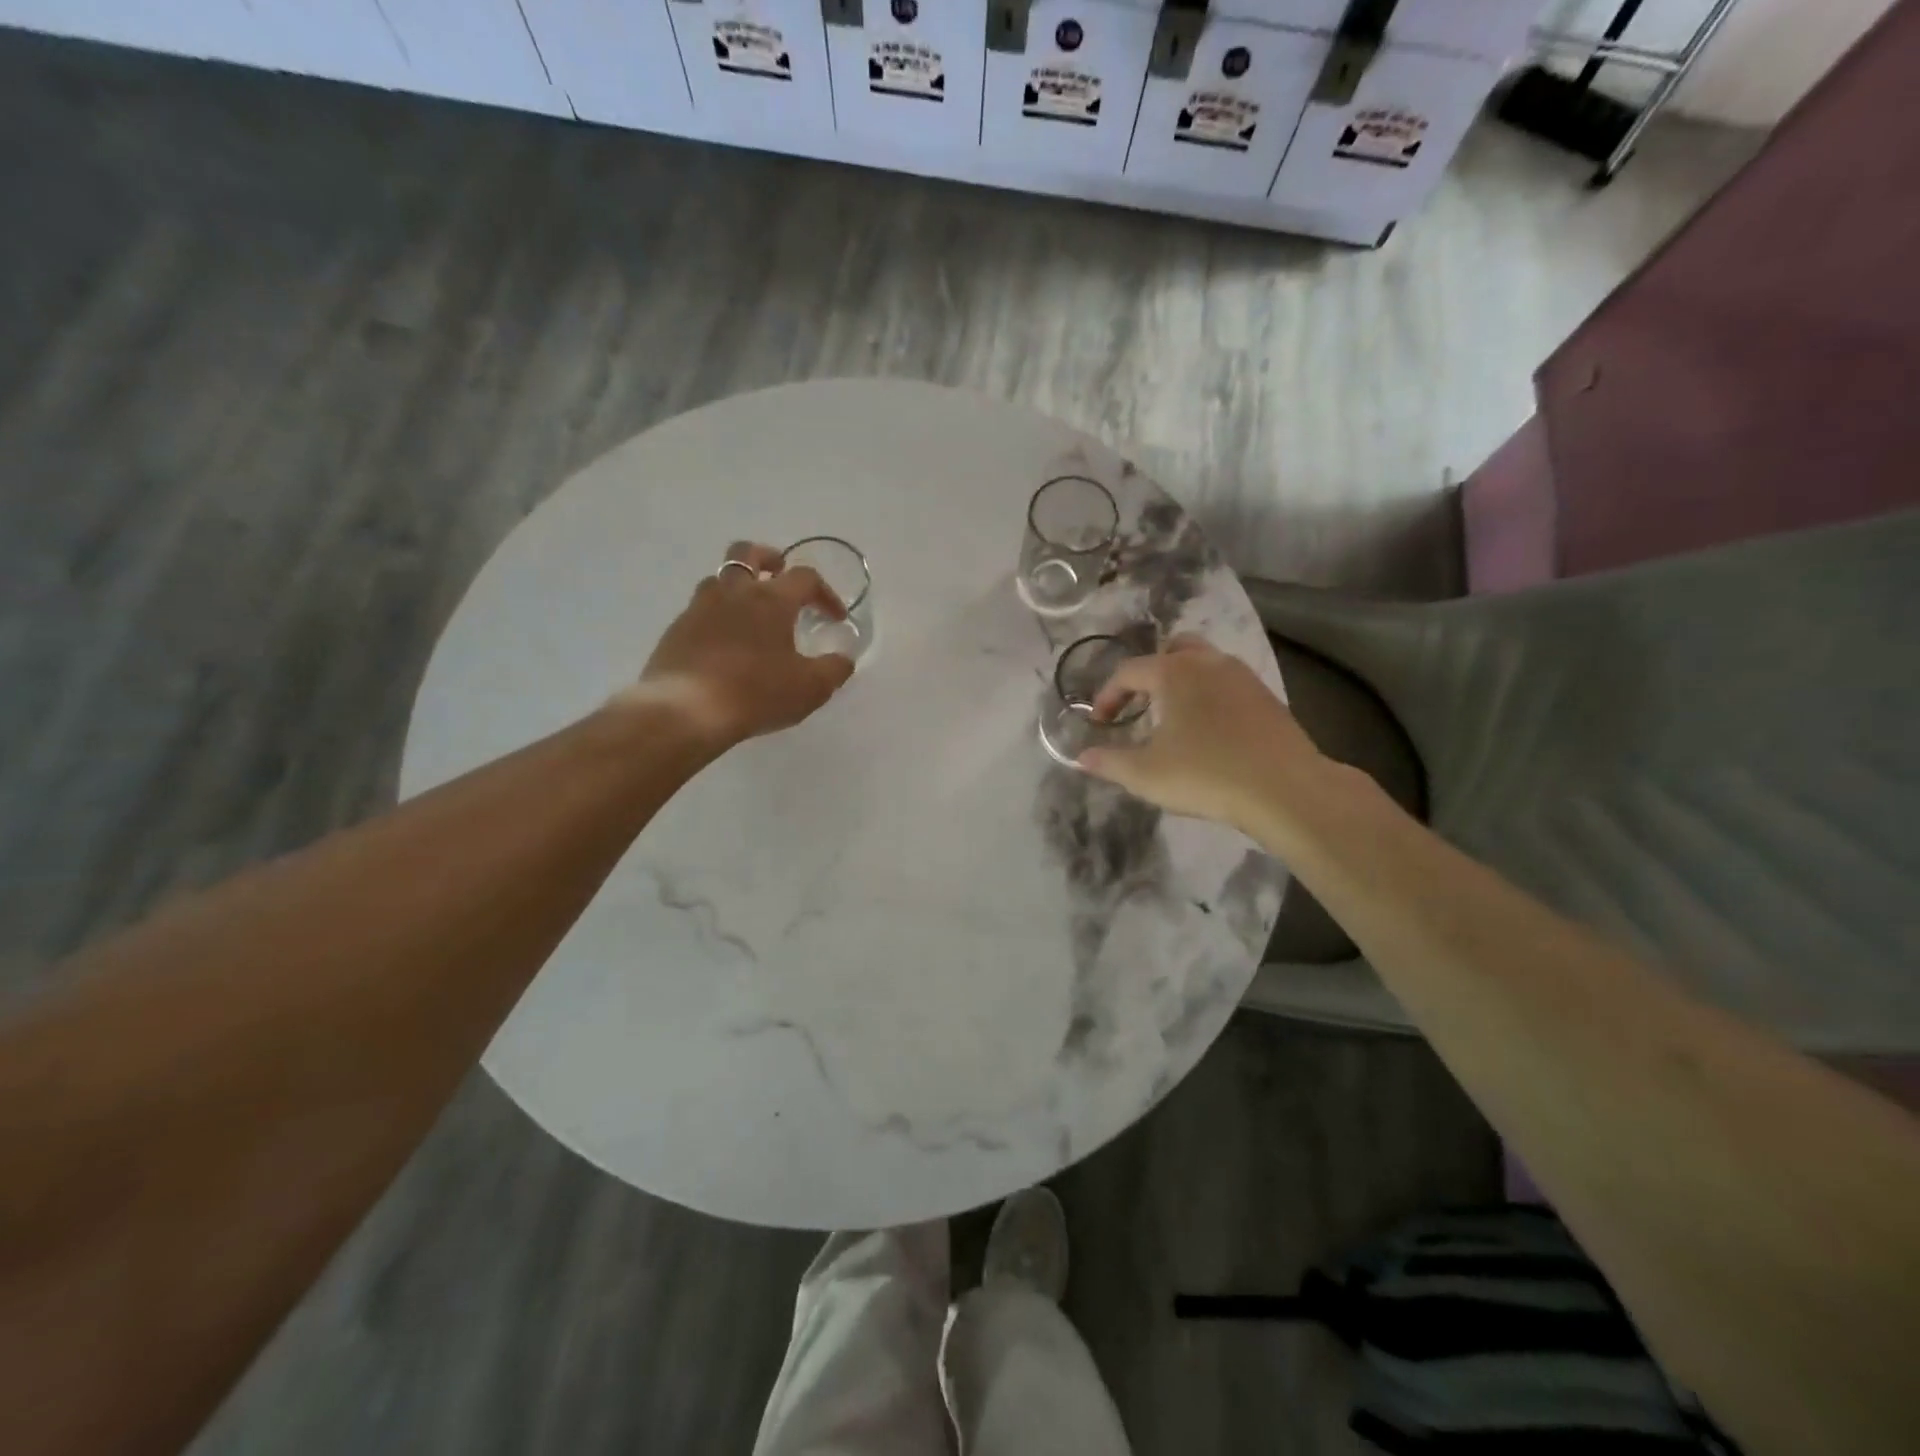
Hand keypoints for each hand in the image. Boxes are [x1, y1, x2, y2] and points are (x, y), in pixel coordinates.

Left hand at [630, 541, 854, 747]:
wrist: (686, 711)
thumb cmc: (756, 693)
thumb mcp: (810, 688)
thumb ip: (834, 669)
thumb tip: (844, 658)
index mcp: (771, 599)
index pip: (805, 578)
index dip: (825, 593)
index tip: (835, 618)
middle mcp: (733, 592)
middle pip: (748, 553)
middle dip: (768, 559)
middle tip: (779, 575)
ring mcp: (699, 608)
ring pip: (719, 579)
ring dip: (738, 586)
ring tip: (750, 613)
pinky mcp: (676, 630)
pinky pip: (700, 610)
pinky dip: (717, 617)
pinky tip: (724, 644)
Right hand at [1079, 637, 1326, 831]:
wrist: (1285, 789)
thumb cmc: (1205, 774)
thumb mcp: (1145, 774)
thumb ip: (1109, 762)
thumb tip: (1081, 757)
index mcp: (1173, 672)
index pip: (1128, 672)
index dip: (1107, 696)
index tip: (1099, 724)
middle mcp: (1208, 662)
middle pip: (1172, 650)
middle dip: (1149, 673)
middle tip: (1138, 705)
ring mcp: (1243, 676)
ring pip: (1204, 663)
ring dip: (1182, 682)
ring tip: (1173, 716)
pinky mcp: (1267, 697)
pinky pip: (1227, 683)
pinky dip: (1209, 695)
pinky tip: (1209, 730)